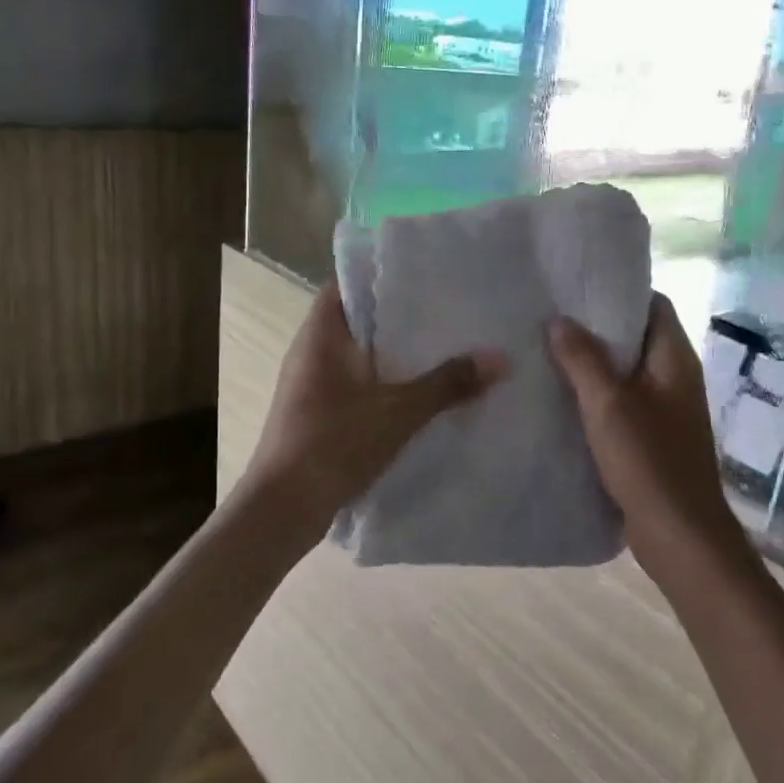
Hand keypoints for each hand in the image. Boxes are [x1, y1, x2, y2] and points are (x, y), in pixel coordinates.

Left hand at [244, 283, 508, 528]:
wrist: (282, 508)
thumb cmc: (333, 443)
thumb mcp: (398, 412)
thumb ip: (448, 384)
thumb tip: (501, 359)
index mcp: (321, 334)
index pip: (348, 283)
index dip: (382, 275)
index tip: (424, 275)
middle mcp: (310, 351)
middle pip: (358, 319)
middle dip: (399, 317)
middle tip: (447, 310)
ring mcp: (310, 384)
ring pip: (359, 355)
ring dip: (393, 354)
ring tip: (442, 347)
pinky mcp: (316, 413)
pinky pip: (355, 384)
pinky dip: (383, 383)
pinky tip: (418, 392)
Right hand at [548, 296, 753, 592]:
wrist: (679, 535)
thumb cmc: (648, 461)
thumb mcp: (608, 404)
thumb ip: (582, 359)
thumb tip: (559, 320)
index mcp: (674, 359)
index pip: (652, 304)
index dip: (617, 291)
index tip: (575, 286)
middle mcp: (674, 377)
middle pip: (635, 337)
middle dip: (595, 327)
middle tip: (549, 316)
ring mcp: (665, 409)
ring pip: (625, 371)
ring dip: (591, 363)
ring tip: (546, 350)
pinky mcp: (652, 437)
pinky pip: (621, 402)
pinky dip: (595, 395)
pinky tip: (560, 397)